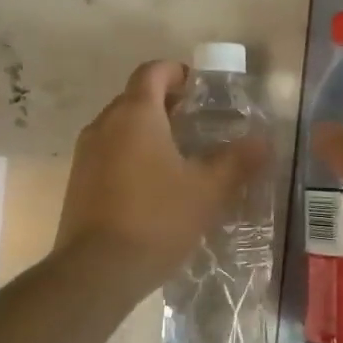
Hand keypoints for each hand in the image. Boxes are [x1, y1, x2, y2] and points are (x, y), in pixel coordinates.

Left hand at [55, 60, 267, 291]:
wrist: (97, 271)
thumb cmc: (157, 219)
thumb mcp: (207, 191)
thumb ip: (237, 161)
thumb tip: (264, 141)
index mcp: (135, 115)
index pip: (152, 72)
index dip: (177, 72)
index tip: (200, 88)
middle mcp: (104, 125)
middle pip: (135, 98)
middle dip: (166, 104)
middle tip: (198, 124)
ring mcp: (86, 155)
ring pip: (120, 128)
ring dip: (148, 132)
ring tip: (180, 156)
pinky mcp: (78, 183)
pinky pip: (109, 154)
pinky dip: (132, 156)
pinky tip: (154, 186)